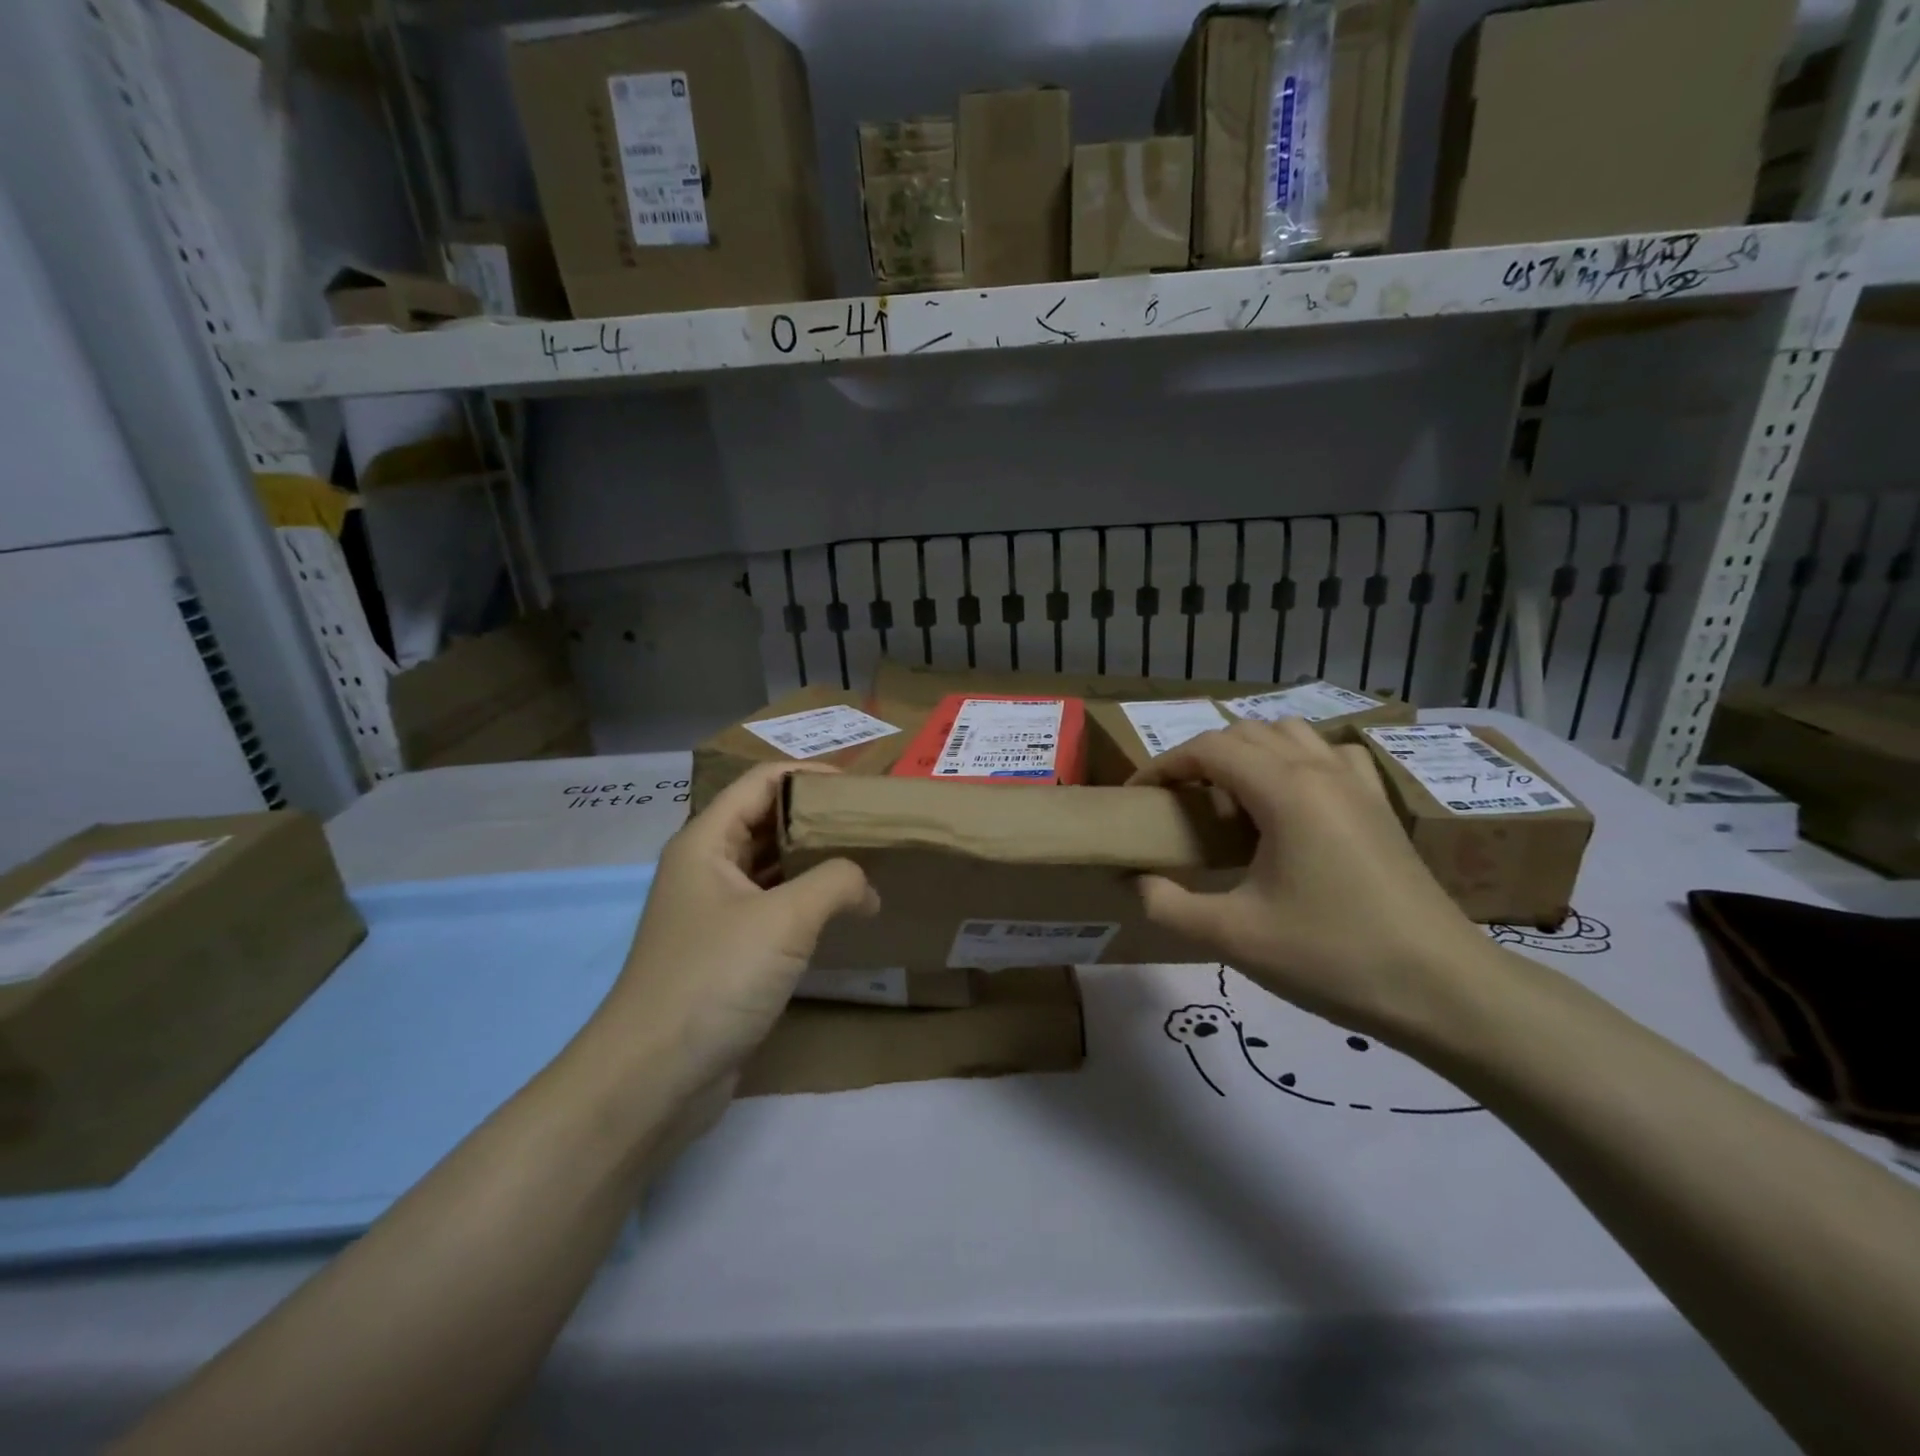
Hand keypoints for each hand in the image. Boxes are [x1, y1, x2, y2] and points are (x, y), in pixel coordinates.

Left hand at [593, 762, 878, 1097]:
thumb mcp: (784, 919)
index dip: (810, 775)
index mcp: (706, 842)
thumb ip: (835, 883)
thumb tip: (867, 886)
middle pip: (767, 821)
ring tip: (869, 860)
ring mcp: (716, 912)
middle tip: (874, 824)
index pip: (762, 782)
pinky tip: (844, 911)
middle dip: (818, 818)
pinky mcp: (728, 951)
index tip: (862, 788)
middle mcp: (707, 868)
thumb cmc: (714, 978)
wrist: (653, 1076)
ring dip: (815, 861)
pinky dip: (807, 901)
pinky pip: (774, 908)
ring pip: (772, 867)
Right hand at [1129, 719, 1494, 1047]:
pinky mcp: (1380, 806)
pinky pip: (1330, 755)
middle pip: (1245, 733)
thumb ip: (1168, 904)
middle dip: (1200, 757)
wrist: (1444, 990)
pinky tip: (1292, 801)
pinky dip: (1297, 760)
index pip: (1208, 749)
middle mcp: (1320, 771)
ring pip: (1290, 735)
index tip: (1137, 796)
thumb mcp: (1233, 937)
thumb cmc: (1332, 957)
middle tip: (1177, 802)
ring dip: (1248, 752)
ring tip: (1229, 799)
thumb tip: (1134, 881)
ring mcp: (1357, 785)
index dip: (1163, 766)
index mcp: (1284, 791)